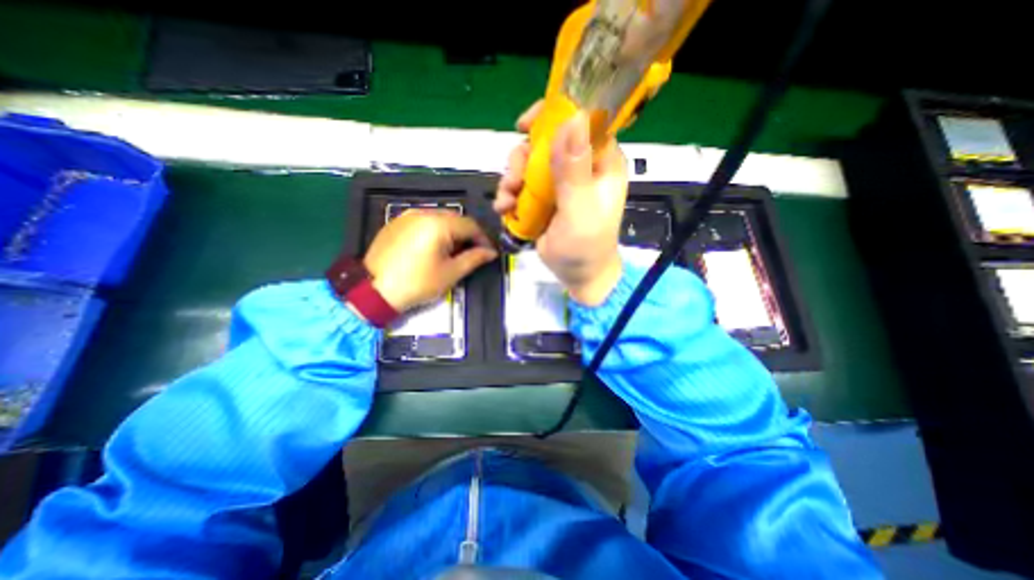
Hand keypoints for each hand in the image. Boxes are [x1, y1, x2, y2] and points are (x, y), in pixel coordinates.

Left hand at [363, 211, 495, 313]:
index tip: (488, 253)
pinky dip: (435, 231)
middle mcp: (423, 213)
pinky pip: (423, 222)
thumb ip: (474, 259)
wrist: (374, 290)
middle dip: (467, 235)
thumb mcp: (451, 273)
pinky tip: (433, 248)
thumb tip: (491, 252)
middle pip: (455, 219)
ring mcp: (407, 216)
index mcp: (439, 224)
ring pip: (439, 219)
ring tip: (452, 252)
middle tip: (472, 253)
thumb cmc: (417, 283)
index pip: (471, 225)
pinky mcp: (396, 223)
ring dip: (452, 232)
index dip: (483, 239)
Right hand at [494, 102, 630, 306]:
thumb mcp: (580, 211)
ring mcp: (560, 183)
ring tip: (506, 202)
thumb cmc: (586, 247)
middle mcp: (580, 166)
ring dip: (511, 180)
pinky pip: (522, 185)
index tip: (523, 126)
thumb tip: (571, 120)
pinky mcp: (544, 198)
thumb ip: (574, 171)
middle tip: (513, 182)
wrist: (578, 276)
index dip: (551, 117)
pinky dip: (510, 195)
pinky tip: (505, 210)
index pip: (580, 122)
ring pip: (528, 164)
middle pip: (544, 142)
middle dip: (522, 160)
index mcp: (600, 162)